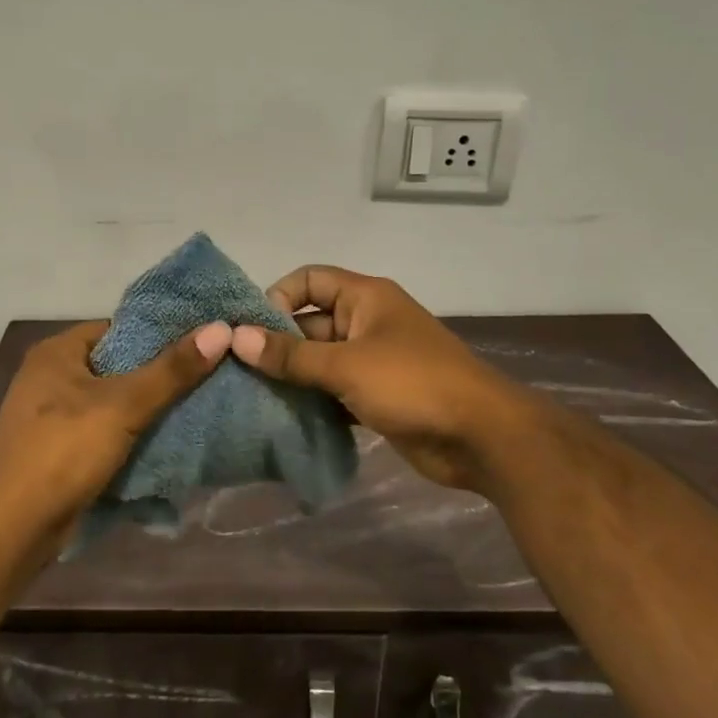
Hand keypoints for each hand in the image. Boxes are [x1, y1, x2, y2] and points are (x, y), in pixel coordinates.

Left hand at [0, 319, 231, 535]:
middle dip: (160, 375)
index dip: (161, 334)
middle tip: (208, 376)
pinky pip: (105, 432)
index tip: (202, 342)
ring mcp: (53, 416)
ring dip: (148, 409)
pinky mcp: (60, 451)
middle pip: (118, 365)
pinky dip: (132, 436)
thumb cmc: (62, 451)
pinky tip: (169, 441)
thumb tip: (220, 330)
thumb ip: (171, 370)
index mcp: (58, 352)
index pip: (119, 328)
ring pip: (114, 403)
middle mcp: (51, 376)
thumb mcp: (122, 405)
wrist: (10, 527)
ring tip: (200, 406)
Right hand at [230, 266, 525, 493]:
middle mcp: (366, 322)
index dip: (277, 297)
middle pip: (309, 323)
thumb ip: (290, 355)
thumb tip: (236, 337)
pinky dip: (312, 401)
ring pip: (319, 361)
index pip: (309, 280)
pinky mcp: (376, 396)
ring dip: (291, 377)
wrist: (481, 437)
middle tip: (238, 371)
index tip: (251, 331)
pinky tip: (282, 419)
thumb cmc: (413, 384)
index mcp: (365, 297)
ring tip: (251, 397)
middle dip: (277, 345)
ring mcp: (372, 361)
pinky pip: (333, 391)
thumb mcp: (346, 365)